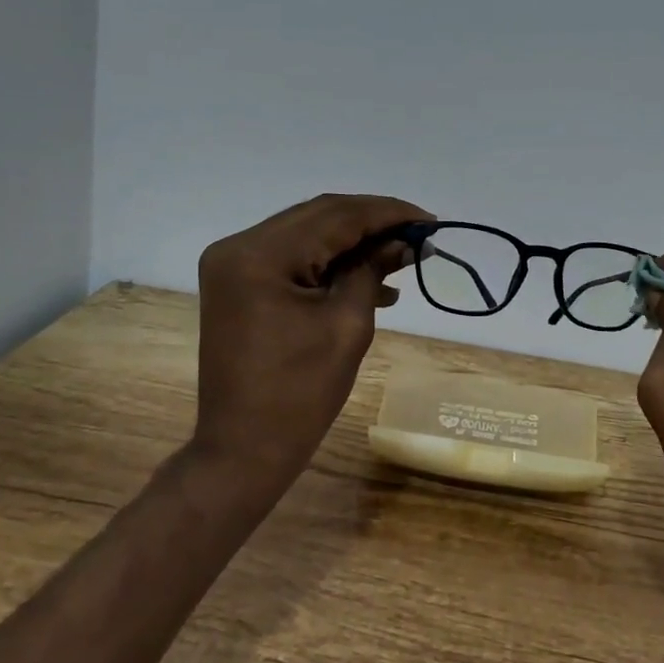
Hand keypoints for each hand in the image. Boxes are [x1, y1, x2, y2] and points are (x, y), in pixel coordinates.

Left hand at [191, 193, 431, 498]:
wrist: (243, 449)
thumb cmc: (299, 394)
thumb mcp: (347, 325)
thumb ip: (373, 270)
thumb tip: (404, 241)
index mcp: (260, 255)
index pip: (335, 215)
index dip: (387, 212)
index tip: (430, 220)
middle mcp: (239, 246)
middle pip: (319, 217)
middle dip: (373, 222)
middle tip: (419, 234)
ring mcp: (233, 264)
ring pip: (307, 233)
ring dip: (354, 241)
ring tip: (402, 257)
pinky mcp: (239, 282)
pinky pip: (293, 257)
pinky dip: (330, 262)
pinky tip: (369, 278)